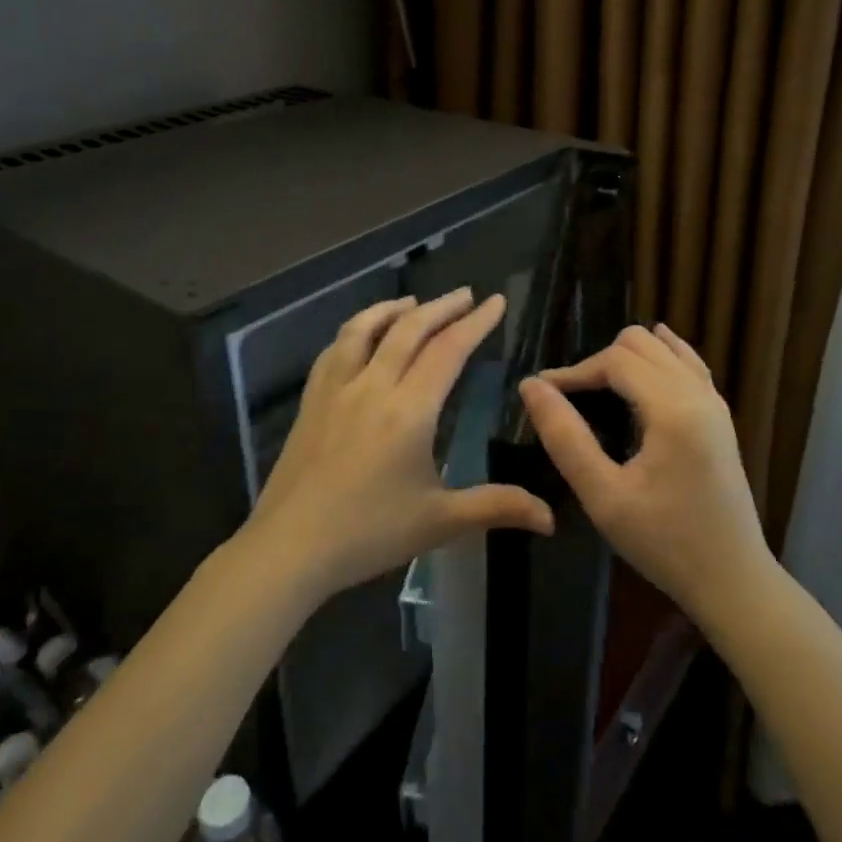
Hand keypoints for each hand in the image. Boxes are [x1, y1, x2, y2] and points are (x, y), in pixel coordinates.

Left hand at [244, 289, 554, 601]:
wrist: (290, 546)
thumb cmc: (369, 533)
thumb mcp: (439, 522)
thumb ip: (496, 507)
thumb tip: (550, 517)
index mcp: (409, 411)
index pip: (448, 351)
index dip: (475, 323)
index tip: (495, 301)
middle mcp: (372, 386)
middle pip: (409, 330)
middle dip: (442, 307)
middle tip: (466, 295)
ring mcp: (335, 390)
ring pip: (364, 329)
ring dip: (393, 309)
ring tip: (414, 303)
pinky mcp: (310, 401)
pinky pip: (334, 350)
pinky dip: (355, 331)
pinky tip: (360, 337)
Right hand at [518, 324, 772, 624]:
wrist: (733, 579)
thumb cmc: (664, 542)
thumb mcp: (604, 496)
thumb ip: (565, 437)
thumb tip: (532, 387)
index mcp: (673, 409)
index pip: (615, 360)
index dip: (575, 370)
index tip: (543, 393)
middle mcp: (698, 393)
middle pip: (640, 344)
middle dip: (600, 362)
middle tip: (572, 399)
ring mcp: (715, 402)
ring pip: (665, 348)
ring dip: (628, 359)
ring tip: (599, 390)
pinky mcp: (720, 416)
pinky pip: (687, 364)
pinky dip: (659, 359)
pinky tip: (641, 371)